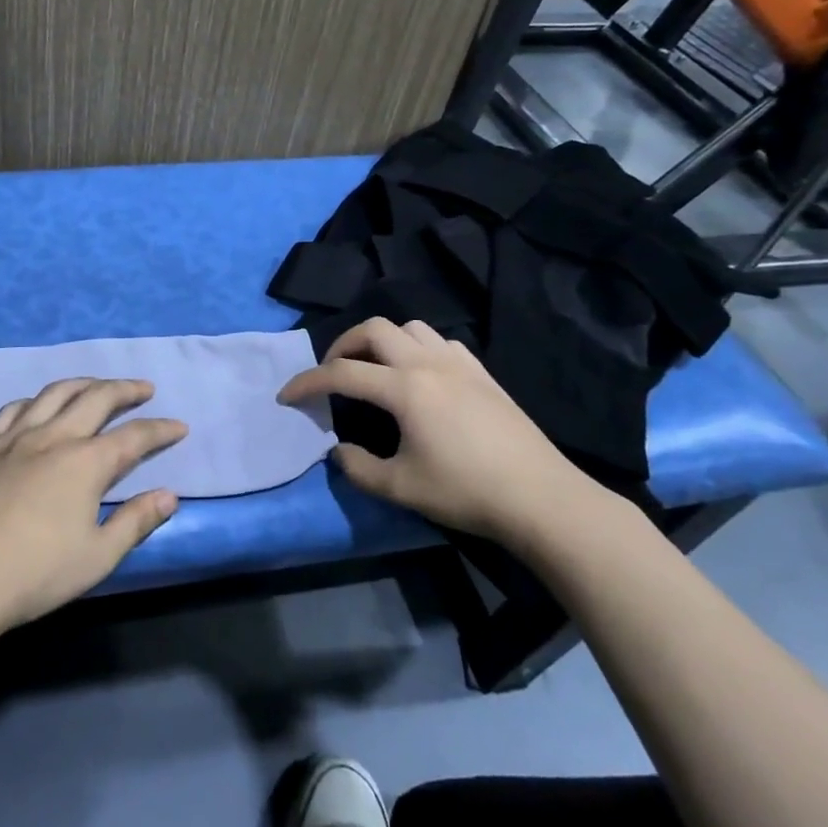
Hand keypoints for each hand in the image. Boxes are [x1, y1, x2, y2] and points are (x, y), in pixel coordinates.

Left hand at [0, 378, 185, 636]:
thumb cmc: (35, 574)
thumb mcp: (97, 557)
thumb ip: (136, 522)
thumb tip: (169, 495)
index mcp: (86, 463)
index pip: (134, 436)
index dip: (160, 430)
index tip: (179, 427)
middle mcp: (53, 437)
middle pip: (96, 398)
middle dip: (125, 390)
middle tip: (144, 389)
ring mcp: (14, 437)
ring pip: (54, 393)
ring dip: (83, 384)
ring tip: (97, 386)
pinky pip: (13, 409)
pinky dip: (36, 400)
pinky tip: (38, 405)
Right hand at [278, 317, 605, 544]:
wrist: (541, 498)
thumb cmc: (466, 492)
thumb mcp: (400, 488)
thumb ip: (358, 468)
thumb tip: (338, 451)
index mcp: (404, 388)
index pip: (341, 373)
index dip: (307, 382)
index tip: (287, 397)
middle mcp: (428, 363)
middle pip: (373, 329)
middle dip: (343, 345)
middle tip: (333, 373)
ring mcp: (459, 363)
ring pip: (410, 328)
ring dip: (382, 341)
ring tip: (375, 370)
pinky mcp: (482, 373)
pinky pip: (441, 342)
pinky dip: (418, 349)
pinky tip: (421, 376)